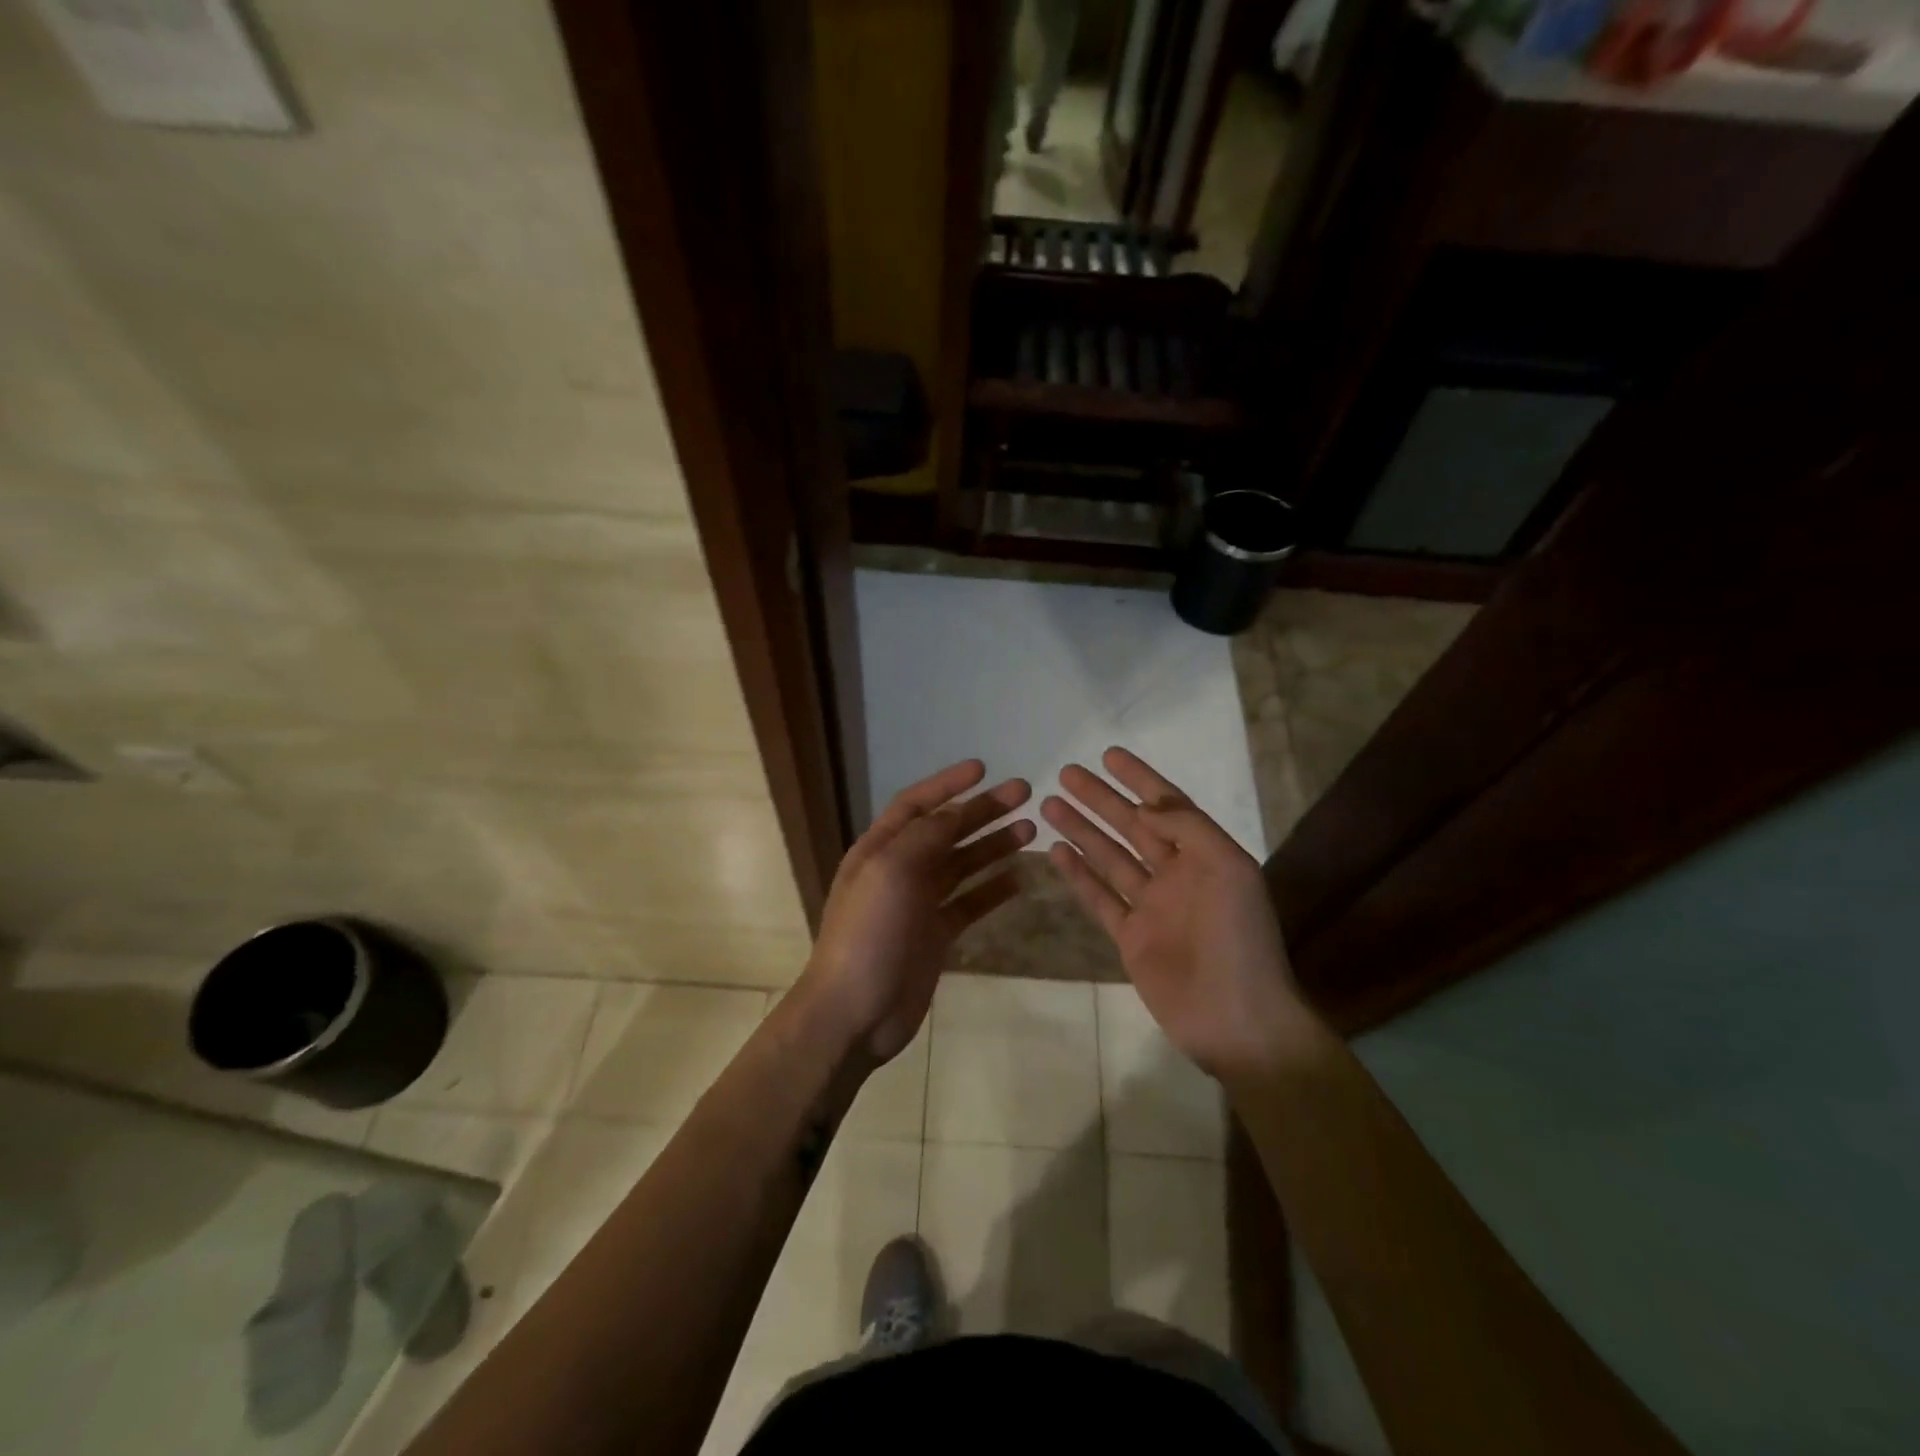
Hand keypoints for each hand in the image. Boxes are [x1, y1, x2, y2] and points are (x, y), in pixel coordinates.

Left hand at [802, 760, 1033, 1064]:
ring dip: (993, 846)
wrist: (854, 1012)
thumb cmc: (868, 933)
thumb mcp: (891, 871)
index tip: (984, 768)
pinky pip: (969, 903)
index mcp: (880, 849)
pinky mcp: (935, 936)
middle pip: (946, 831)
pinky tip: (1020, 878)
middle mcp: (899, 870)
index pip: (916, 804)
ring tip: (1030, 830)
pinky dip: (993, 890)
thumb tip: (956, 811)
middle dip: (983, 811)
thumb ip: (926, 836)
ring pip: (962, 865)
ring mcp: (918, 905)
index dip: (947, 784)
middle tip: (1024, 795)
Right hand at [1042, 747, 1309, 1081]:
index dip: (1139, 778)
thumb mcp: (1229, 870)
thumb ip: (1189, 829)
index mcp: (1204, 855)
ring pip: (1109, 857)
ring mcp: (1151, 906)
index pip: (1166, 806)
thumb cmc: (1239, 939)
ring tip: (1050, 805)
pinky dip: (1078, 875)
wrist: (1236, 1019)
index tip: (1109, 755)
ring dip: (1082, 830)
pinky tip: (1056, 852)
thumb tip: (1146, 804)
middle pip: (1131, 826)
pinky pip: (1099, 898)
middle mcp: (1176, 874)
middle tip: (1065, 774)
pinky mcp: (1130, 937)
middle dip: (1100, 799)